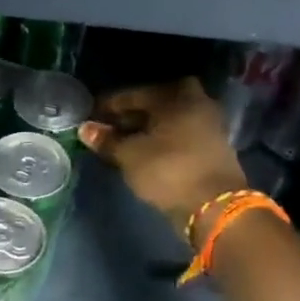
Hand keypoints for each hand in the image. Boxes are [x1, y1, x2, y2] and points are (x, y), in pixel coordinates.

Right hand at [79, 79, 246, 240]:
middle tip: (111, 126)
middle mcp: (196, 104)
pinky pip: (179, 136)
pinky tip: (144, 152)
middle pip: (156, 104)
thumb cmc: (168, 171)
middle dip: (132, 114)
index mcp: (176, 97)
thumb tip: (86, 128)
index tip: (91, 114)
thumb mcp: (130, 155)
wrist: (213, 206)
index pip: (135, 94)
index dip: (110, 105)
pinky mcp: (211, 148)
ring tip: (123, 142)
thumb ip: (107, 140)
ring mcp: (207, 126)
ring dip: (147, 128)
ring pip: (169, 120)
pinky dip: (161, 140)